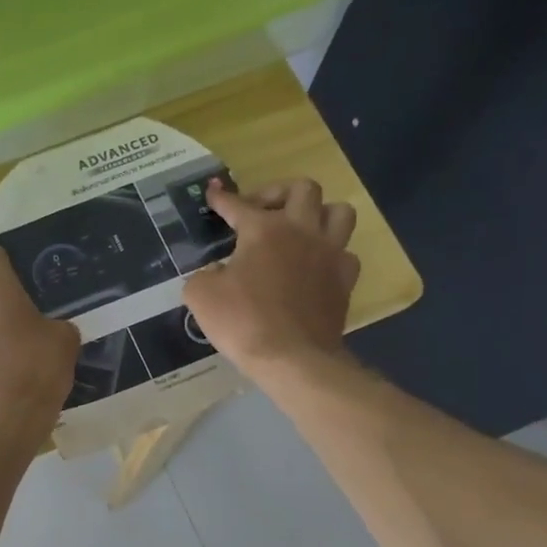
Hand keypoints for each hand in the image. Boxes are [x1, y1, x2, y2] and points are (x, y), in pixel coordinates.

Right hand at [183, 178, 360, 379]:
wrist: (291, 358)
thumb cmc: (242, 322)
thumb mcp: (200, 296)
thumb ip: (203, 274)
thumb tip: (216, 271)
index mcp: (263, 229)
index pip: (237, 205)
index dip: (222, 198)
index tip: (213, 191)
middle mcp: (301, 230)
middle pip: (303, 188)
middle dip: (278, 192)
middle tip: (261, 211)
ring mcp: (329, 253)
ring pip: (339, 211)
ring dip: (318, 214)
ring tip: (300, 229)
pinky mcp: (345, 279)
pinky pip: (345, 252)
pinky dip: (331, 253)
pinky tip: (315, 266)